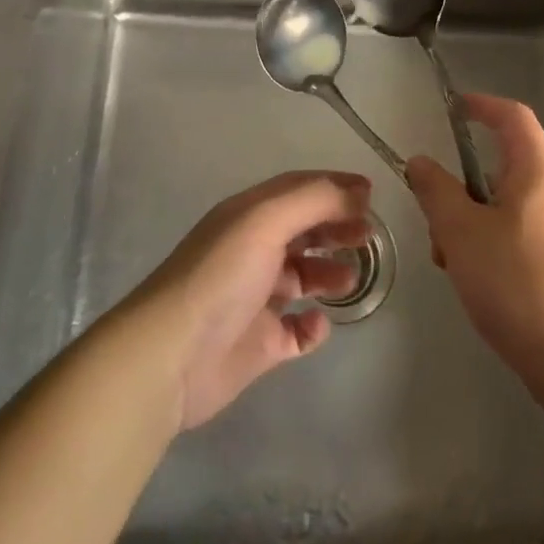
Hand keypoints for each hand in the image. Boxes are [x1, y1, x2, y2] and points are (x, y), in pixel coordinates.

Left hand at [131, 171, 370, 429]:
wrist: (171, 355)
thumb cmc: (221, 276)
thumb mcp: (266, 221)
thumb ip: (315, 200)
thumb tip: (359, 193)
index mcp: (249, 215)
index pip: (298, 189)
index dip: (334, 188)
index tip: (371, 194)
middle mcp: (252, 250)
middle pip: (304, 230)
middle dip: (337, 228)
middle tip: (369, 236)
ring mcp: (255, 299)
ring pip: (303, 277)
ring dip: (330, 274)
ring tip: (353, 278)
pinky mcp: (259, 344)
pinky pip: (296, 330)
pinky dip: (312, 325)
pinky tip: (319, 323)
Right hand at [407, 94, 543, 389]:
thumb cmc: (521, 285)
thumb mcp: (463, 233)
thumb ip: (436, 191)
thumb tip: (420, 161)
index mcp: (539, 172)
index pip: (512, 116)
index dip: (482, 105)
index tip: (451, 109)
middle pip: (503, 169)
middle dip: (462, 190)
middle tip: (438, 226)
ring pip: (508, 210)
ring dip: (472, 227)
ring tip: (455, 267)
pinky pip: (522, 239)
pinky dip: (493, 250)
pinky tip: (482, 289)